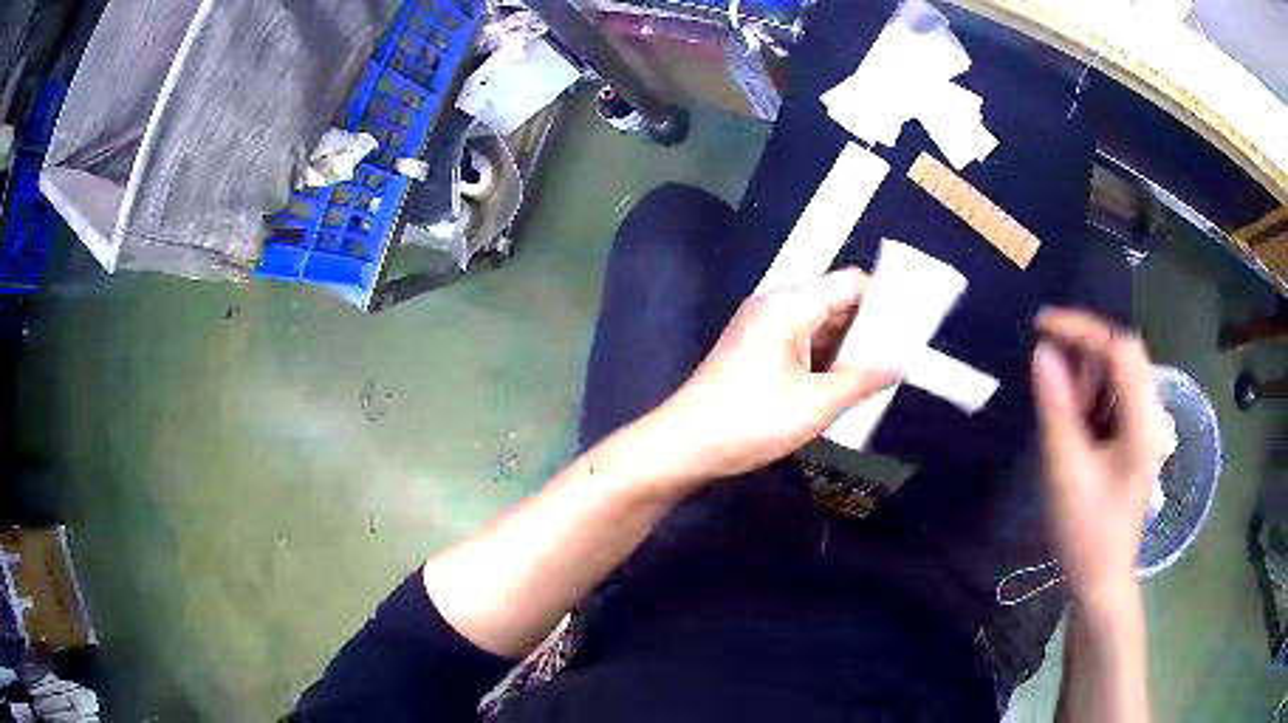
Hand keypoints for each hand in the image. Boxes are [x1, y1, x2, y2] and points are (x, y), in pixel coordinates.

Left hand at [639, 268, 898, 485]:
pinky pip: (803, 345)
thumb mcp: (814, 404)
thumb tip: (899, 364)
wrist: (683, 445)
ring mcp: (764, 328)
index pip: (850, 283)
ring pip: (821, 326)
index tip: (913, 326)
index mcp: (789, 306)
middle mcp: (776, 307)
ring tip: (885, 372)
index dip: (884, 300)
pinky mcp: (757, 351)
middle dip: (870, 329)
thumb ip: (861, 379)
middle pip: (836, 303)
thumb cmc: (749, 422)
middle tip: (905, 355)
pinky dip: (827, 360)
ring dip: (849, 348)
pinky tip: (849, 384)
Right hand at [1032, 309, 1169, 604]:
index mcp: (1142, 420)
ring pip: (1118, 375)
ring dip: (1086, 376)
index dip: (1082, 328)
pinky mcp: (1134, 438)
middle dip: (1083, 351)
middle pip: (1123, 356)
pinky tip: (1072, 418)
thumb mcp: (1065, 469)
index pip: (1120, 348)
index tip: (1041, 325)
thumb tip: (1042, 352)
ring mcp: (1145, 427)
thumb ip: (1055, 407)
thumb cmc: (1086, 532)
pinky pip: (1114, 398)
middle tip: (1047, 365)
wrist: (1101, 579)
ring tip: (1058, 402)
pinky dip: (1090, 395)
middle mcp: (1150, 414)